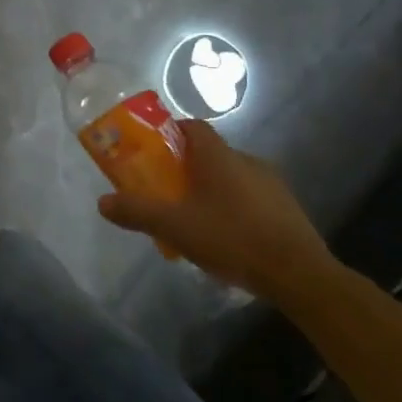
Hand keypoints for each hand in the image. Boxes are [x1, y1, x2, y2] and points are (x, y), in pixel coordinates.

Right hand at [98, 118, 342, 301]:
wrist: (299, 275)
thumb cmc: (231, 238)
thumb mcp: (174, 226)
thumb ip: (137, 211)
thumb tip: (103, 202)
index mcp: (218, 156)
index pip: (192, 126)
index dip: (170, 133)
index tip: (152, 151)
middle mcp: (247, 160)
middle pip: (209, 153)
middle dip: (185, 167)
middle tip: (165, 191)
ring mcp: (272, 184)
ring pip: (231, 177)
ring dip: (210, 189)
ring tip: (193, 219)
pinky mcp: (287, 209)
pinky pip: (250, 198)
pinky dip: (233, 208)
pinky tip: (225, 237)